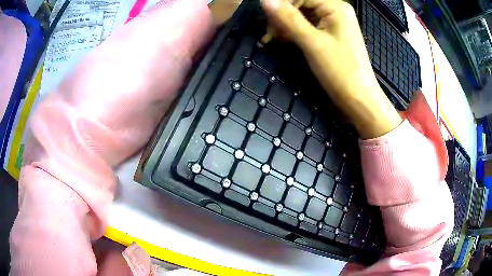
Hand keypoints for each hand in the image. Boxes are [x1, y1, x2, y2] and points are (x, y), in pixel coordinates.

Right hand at [260, 0, 401, 138]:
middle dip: (282, 16)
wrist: (358, 99)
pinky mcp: (329, 35)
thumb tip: (264, 0)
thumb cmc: (340, 70)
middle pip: (300, 4)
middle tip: (268, 34)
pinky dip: (293, 32)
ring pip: (301, 16)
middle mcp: (334, 10)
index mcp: (335, 7)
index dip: (280, 4)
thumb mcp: (312, 42)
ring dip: (285, 25)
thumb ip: (288, 19)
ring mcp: (332, 23)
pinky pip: (307, 26)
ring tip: (271, 39)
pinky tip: (283, 41)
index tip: (264, 20)